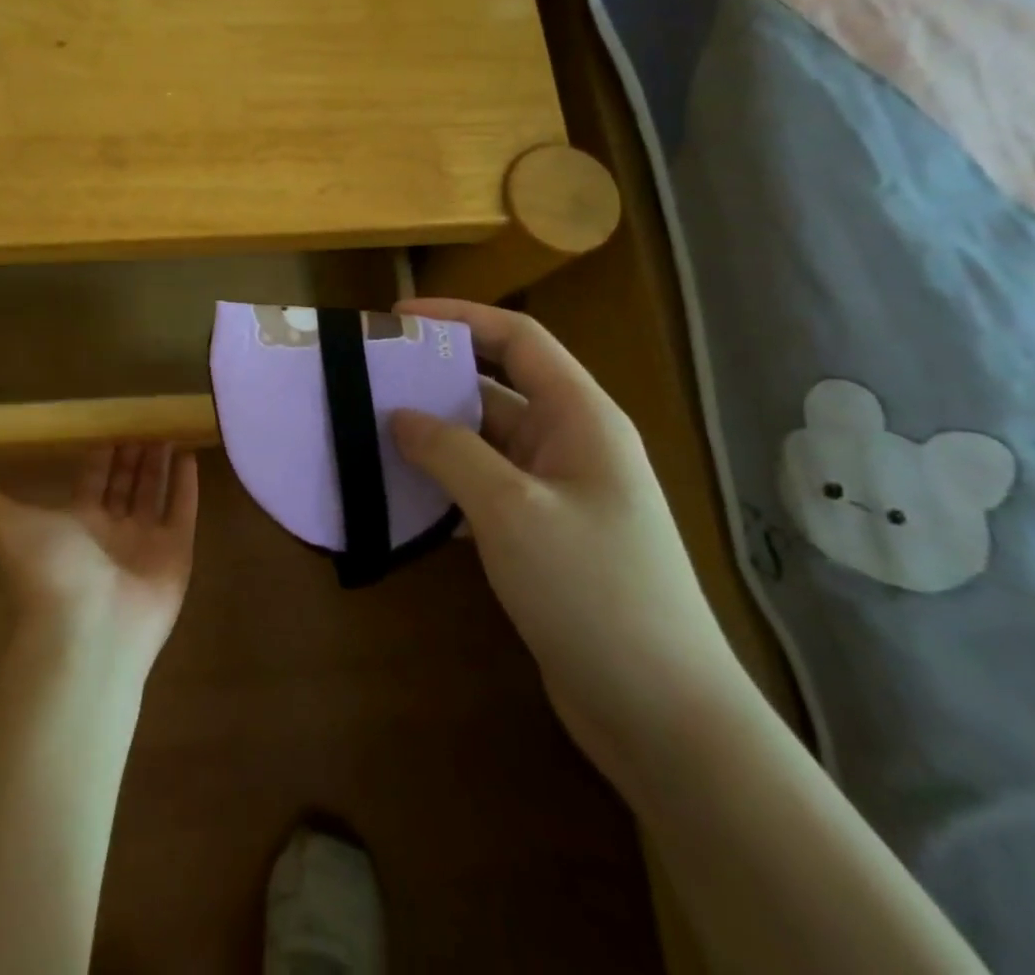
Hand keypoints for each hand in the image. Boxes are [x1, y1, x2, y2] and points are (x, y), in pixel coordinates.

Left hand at [0, 444, 197, 676]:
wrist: (87, 629)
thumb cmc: (50, 571)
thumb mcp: (10, 528)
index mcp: (77, 524)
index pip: (92, 481)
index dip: (101, 456)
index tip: (111, 430)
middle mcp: (111, 532)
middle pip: (125, 485)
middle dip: (133, 456)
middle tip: (144, 424)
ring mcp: (145, 543)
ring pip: (154, 494)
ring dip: (160, 465)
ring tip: (168, 433)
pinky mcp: (176, 554)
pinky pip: (182, 512)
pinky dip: (186, 486)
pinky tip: (190, 456)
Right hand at [388, 299, 751, 776]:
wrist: (663, 716)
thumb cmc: (593, 591)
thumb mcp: (512, 510)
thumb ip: (450, 452)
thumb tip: (400, 416)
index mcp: (581, 417)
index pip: (518, 339)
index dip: (459, 317)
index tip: (397, 318)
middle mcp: (572, 443)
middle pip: (497, 386)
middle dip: (437, 375)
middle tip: (372, 374)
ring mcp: (559, 492)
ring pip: (486, 440)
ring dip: (435, 431)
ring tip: (371, 426)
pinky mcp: (544, 535)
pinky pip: (485, 486)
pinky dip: (445, 479)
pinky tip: (401, 489)